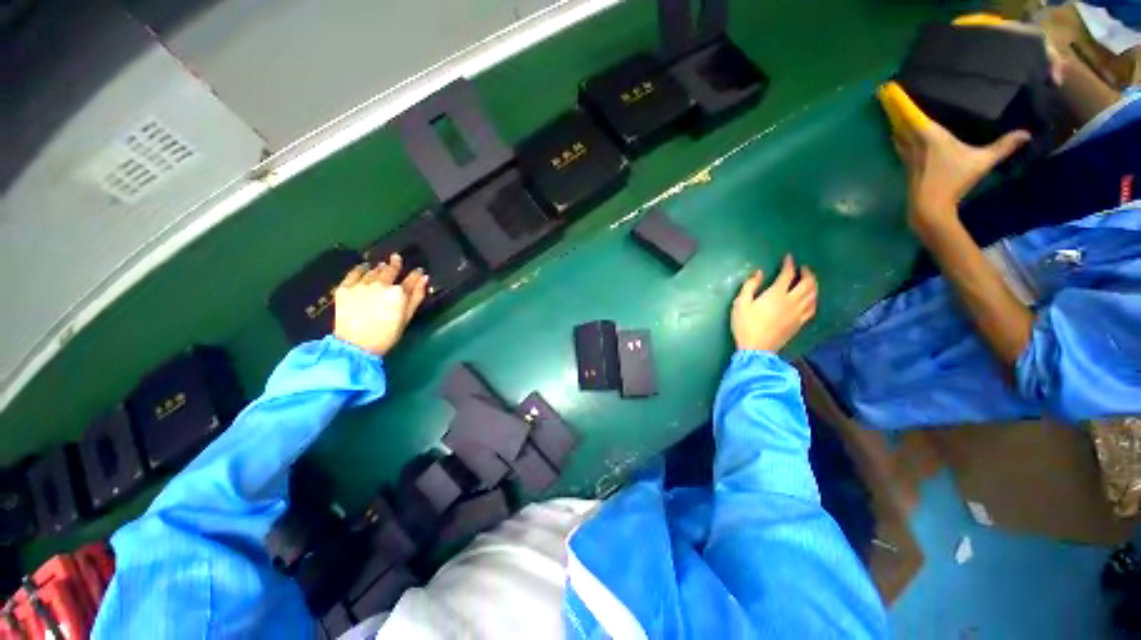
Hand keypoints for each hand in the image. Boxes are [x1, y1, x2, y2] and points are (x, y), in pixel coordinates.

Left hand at [333, 254, 428, 355]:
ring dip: (379, 268)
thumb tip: (424, 278)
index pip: (411, 279)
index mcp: (398, 293)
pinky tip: (364, 267)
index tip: (418, 271)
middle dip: (395, 264)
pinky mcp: (345, 288)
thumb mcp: (407, 317)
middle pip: (390, 270)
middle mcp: (380, 285)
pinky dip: (360, 269)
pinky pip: (354, 273)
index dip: (416, 274)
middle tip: (396, 258)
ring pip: (373, 271)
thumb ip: (416, 296)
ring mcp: (361, 285)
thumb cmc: (387, 335)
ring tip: (382, 266)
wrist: (356, 345)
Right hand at [731, 255, 817, 352]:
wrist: (756, 348)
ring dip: (813, 284)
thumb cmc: (745, 325)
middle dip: (807, 272)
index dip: (789, 264)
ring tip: (809, 280)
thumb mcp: (740, 303)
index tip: (789, 258)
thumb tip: (759, 273)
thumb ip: (750, 286)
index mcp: (776, 294)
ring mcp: (798, 312)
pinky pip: (812, 307)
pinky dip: (814, 299)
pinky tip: (811, 298)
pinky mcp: (800, 322)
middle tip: (803, 268)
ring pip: (813, 294)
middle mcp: (791, 301)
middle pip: (807, 283)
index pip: (787, 274)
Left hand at [880, 82, 1029, 228]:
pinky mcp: (905, 163)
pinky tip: (898, 131)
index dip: (898, 99)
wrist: (928, 207)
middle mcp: (913, 141)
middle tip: (885, 91)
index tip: (888, 86)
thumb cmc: (954, 181)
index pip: (910, 112)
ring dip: (893, 119)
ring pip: (896, 132)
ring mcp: (906, 154)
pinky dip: (897, 133)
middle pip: (898, 120)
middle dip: (891, 105)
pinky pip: (898, 142)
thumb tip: (1026, 133)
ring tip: (891, 107)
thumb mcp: (982, 161)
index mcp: (928, 135)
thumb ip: (1003, 146)